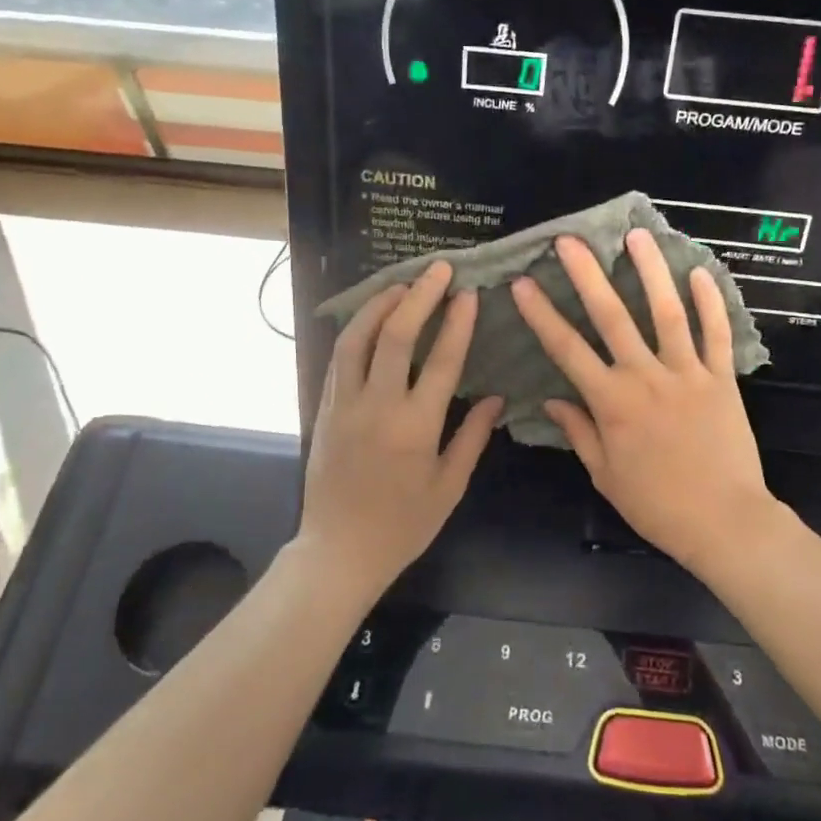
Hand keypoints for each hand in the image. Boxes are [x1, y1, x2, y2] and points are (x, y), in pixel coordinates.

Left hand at [301, 262, 502, 589]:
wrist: (339, 550)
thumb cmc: (403, 525)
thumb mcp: (449, 486)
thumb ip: (472, 436)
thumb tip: (496, 397)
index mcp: (416, 427)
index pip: (442, 360)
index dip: (457, 322)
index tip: (468, 293)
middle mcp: (378, 406)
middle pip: (397, 335)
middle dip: (420, 296)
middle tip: (438, 269)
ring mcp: (344, 404)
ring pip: (358, 338)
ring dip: (381, 304)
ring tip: (403, 283)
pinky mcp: (324, 408)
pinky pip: (339, 357)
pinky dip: (357, 329)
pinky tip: (371, 317)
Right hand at [511, 230, 770, 576]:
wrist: (723, 521)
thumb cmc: (657, 504)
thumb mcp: (605, 475)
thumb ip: (579, 432)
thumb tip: (552, 401)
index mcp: (611, 402)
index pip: (567, 349)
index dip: (542, 314)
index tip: (523, 283)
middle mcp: (645, 377)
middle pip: (612, 317)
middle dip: (588, 275)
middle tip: (570, 240)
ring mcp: (687, 373)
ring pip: (667, 312)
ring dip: (651, 271)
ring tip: (638, 235)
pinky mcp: (722, 379)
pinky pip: (717, 334)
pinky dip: (710, 303)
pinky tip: (700, 272)